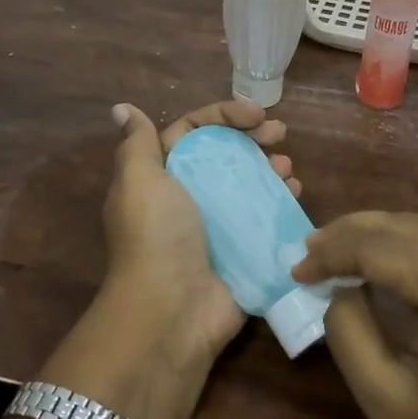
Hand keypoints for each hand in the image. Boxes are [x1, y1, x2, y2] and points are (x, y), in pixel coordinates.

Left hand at [54, 102, 296, 418]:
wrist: (171, 310)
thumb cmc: (156, 235)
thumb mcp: (138, 179)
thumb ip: (136, 142)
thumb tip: (122, 108)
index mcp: (162, 174)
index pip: (193, 130)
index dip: (223, 115)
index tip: (256, 114)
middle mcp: (188, 195)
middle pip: (225, 153)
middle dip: (253, 138)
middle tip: (280, 134)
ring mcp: (217, 224)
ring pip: (248, 182)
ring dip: (270, 167)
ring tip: (288, 167)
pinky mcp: (242, 249)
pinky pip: (265, 216)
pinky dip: (281, 200)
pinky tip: (295, 192)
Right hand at [292, 212, 417, 418]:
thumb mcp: (384, 399)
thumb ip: (349, 331)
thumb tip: (340, 288)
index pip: (380, 249)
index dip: (333, 253)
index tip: (296, 270)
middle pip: (408, 227)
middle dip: (354, 232)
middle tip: (311, 246)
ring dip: (384, 232)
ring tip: (340, 246)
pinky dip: (414, 243)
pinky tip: (390, 257)